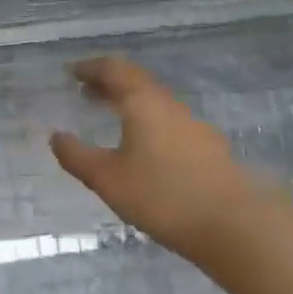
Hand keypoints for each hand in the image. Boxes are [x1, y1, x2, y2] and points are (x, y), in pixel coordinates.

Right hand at [51, 57, 276, 262]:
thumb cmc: (164, 196)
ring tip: (110, 116)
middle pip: (134, 80)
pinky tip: (144, 145)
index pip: (112, 68)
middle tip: (85, 92)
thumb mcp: (109, 180)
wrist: (236, 225)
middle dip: (107, 82)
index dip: (89, 68)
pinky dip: (147, 118)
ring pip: (153, 99)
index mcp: (142, 100)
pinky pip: (167, 118)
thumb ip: (78, 157)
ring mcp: (192, 123)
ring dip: (128, 100)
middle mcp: (167, 102)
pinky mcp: (207, 145)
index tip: (71, 73)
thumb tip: (55, 137)